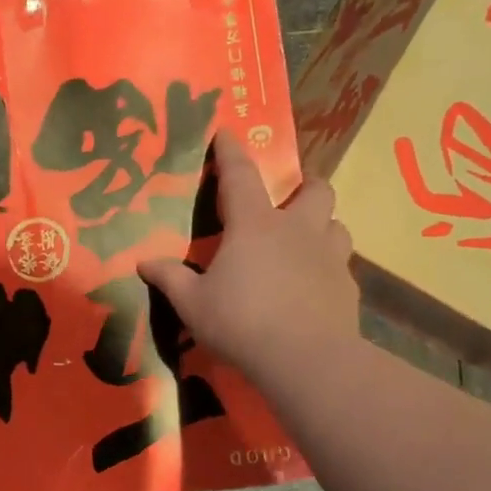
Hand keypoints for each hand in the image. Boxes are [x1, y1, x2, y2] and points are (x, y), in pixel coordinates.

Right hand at [138, 132, 359, 386]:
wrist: (305, 360)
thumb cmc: (241, 322)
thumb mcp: (193, 304)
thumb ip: (170, 278)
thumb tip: (143, 263)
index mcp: (254, 225)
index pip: (240, 175)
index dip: (231, 151)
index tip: (227, 130)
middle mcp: (297, 230)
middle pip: (316, 190)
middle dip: (306, 185)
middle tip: (292, 196)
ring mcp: (329, 257)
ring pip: (337, 225)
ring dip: (323, 226)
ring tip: (306, 241)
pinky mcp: (347, 287)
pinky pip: (341, 265)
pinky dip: (328, 267)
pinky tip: (314, 287)